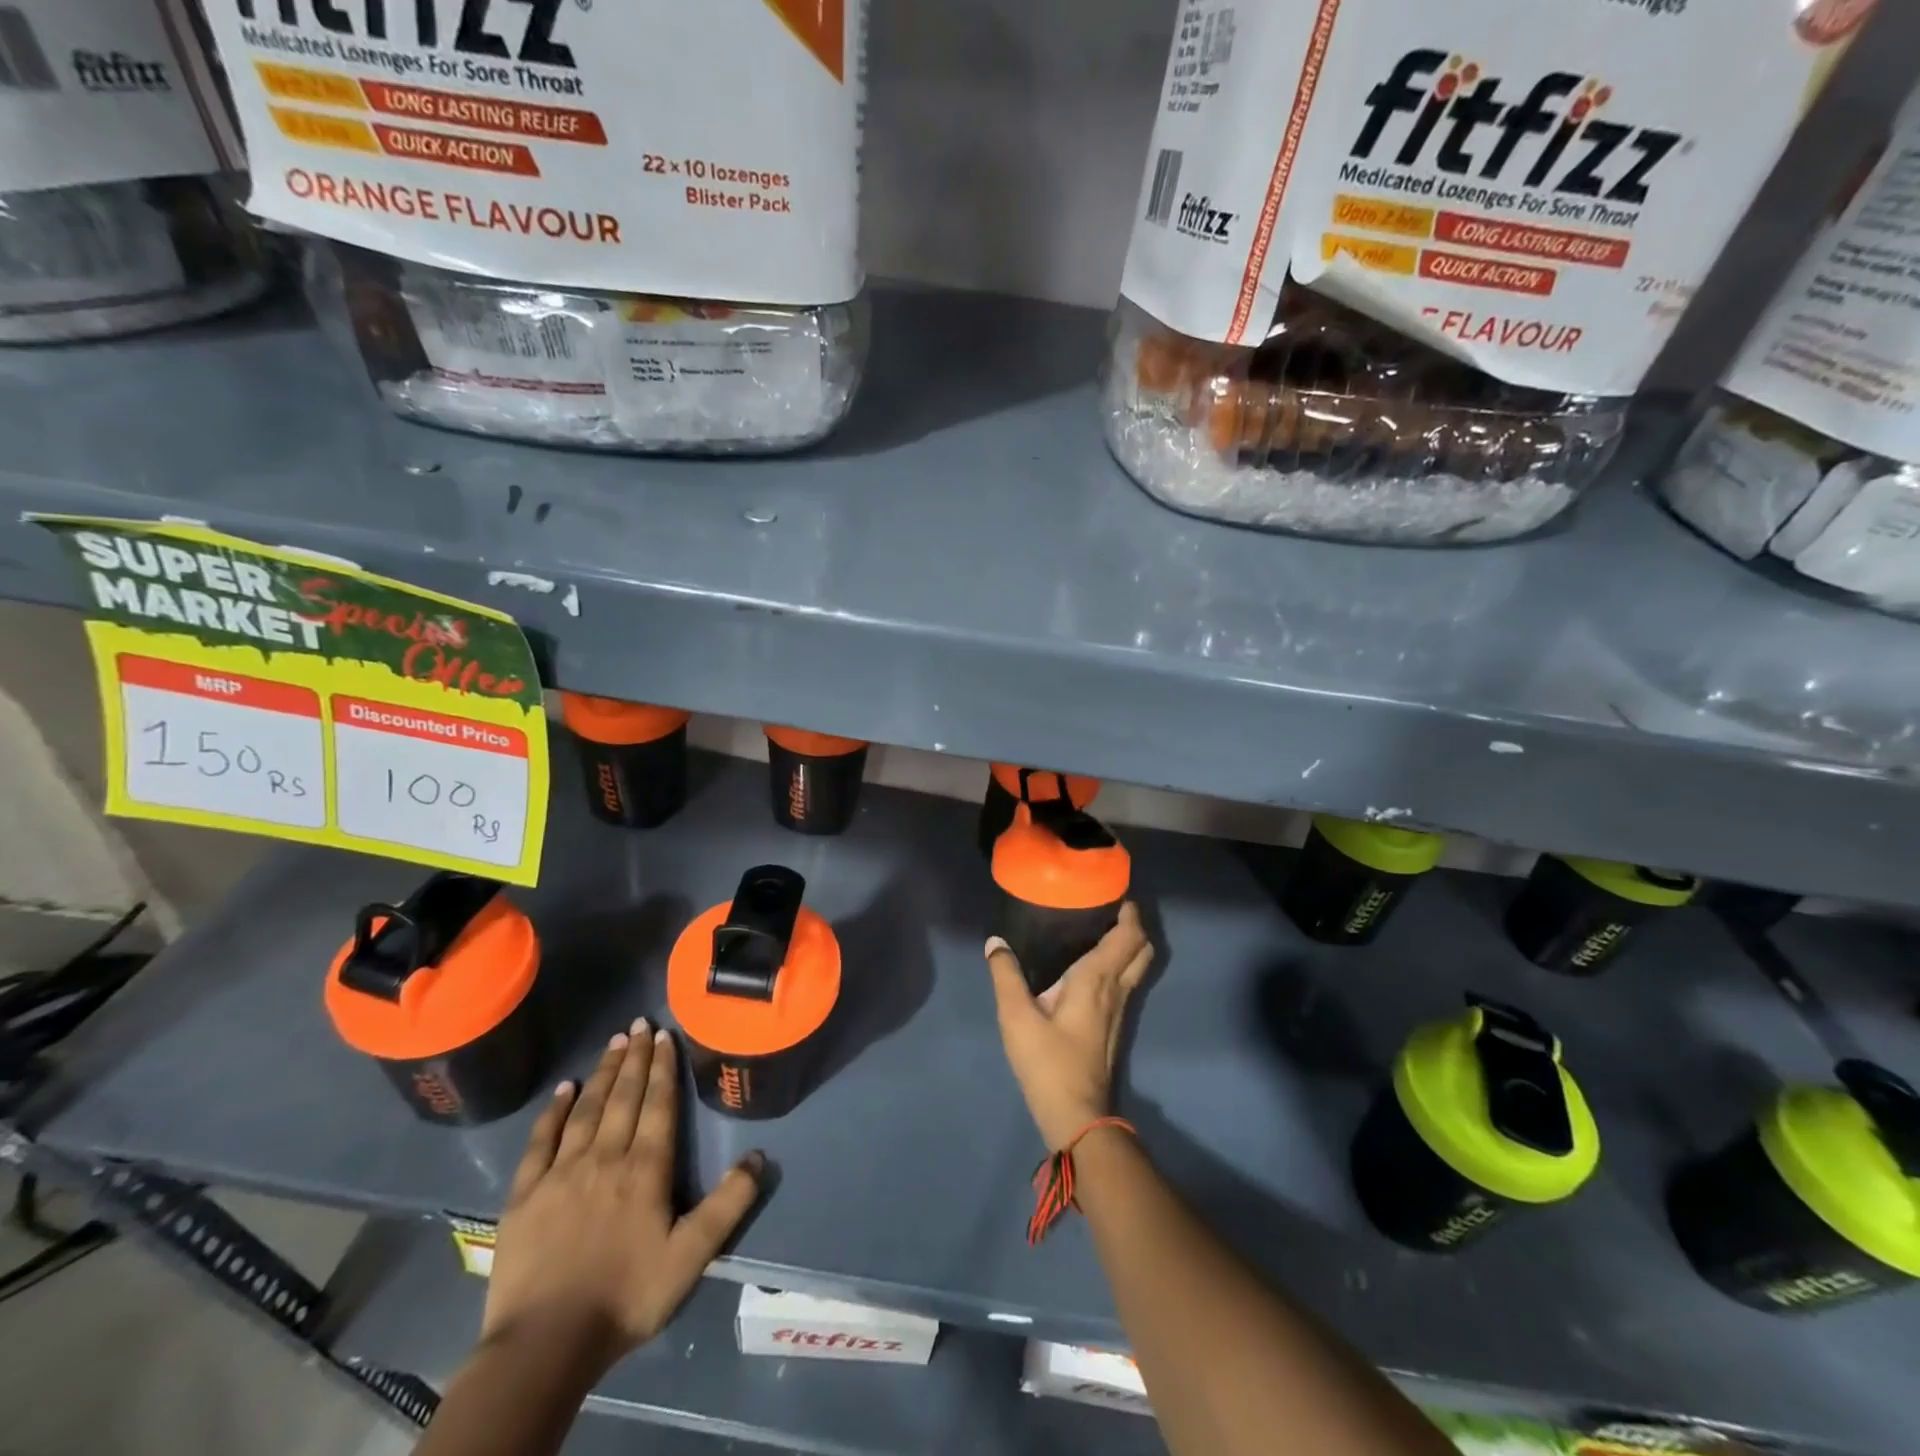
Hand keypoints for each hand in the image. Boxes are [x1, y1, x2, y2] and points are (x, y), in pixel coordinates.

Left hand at [481, 1020, 763, 1373]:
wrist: (544, 1345)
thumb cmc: (626, 1297)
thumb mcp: (691, 1257)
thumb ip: (728, 1205)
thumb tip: (759, 1157)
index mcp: (645, 1169)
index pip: (658, 1105)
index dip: (663, 1067)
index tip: (666, 1035)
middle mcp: (605, 1157)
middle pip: (624, 1097)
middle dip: (636, 1057)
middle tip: (641, 1023)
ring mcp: (561, 1173)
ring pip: (587, 1109)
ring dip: (603, 1073)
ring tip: (614, 1042)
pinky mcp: (525, 1194)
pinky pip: (541, 1141)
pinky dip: (554, 1111)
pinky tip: (564, 1089)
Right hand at [985, 903, 1153, 1148]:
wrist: (1076, 1116)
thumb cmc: (1048, 1062)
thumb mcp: (1016, 1017)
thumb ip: (1006, 975)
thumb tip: (995, 942)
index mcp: (1097, 979)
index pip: (1128, 937)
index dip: (1129, 912)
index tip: (1115, 892)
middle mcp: (1116, 990)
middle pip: (1142, 949)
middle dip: (1133, 926)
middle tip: (1108, 910)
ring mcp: (1119, 1010)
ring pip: (1136, 968)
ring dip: (1128, 946)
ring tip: (1099, 932)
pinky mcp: (1113, 1027)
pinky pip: (1125, 983)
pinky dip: (1119, 966)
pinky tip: (1091, 970)